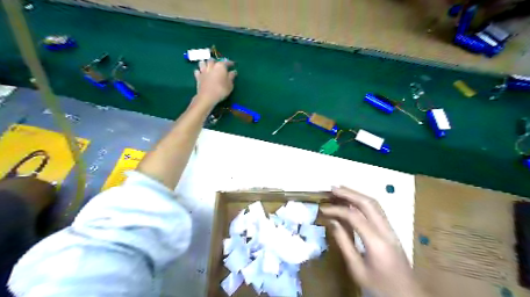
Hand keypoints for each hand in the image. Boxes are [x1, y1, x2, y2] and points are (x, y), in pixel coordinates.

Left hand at [194, 58, 236, 107]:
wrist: (207, 97)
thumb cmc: (221, 90)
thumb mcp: (230, 85)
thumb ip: (231, 77)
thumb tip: (233, 71)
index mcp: (220, 66)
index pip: (226, 62)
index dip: (230, 63)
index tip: (233, 64)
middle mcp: (211, 66)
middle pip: (212, 60)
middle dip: (215, 61)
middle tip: (218, 65)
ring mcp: (203, 71)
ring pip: (202, 63)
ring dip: (205, 63)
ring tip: (208, 66)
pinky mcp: (198, 77)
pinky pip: (197, 71)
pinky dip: (199, 71)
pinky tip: (201, 73)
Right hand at [319, 186, 424, 296]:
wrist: (408, 296)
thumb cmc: (380, 286)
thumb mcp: (357, 269)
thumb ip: (344, 243)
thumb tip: (332, 222)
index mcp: (377, 242)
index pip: (354, 216)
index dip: (337, 209)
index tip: (323, 209)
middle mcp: (386, 231)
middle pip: (368, 203)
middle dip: (349, 193)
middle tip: (332, 188)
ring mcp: (391, 229)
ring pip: (375, 204)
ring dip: (357, 194)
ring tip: (341, 190)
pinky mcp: (391, 231)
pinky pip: (377, 210)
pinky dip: (363, 201)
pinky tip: (353, 201)